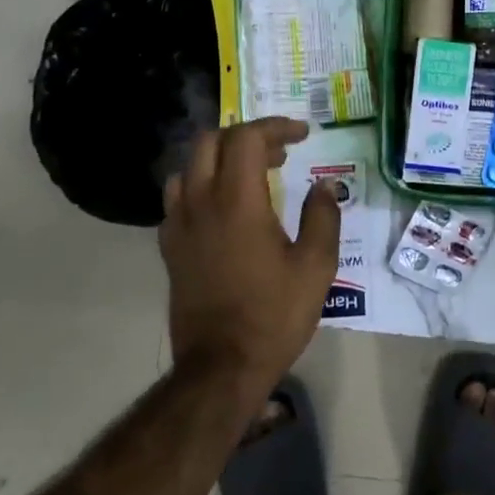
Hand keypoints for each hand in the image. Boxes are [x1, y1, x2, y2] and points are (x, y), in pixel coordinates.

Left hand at [160, 117, 341, 392]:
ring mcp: (179, 226)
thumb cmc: (274, 314)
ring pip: (188, 167)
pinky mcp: (170, 249)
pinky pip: (177, 198)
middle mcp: (201, 204)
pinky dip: (201, 186)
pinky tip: (224, 208)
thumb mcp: (316, 265)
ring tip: (251, 174)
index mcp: (238, 202)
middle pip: (211, 142)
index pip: (247, 138)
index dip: (276, 126)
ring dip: (220, 158)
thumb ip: (323, 217)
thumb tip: (324, 185)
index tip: (303, 135)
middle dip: (247, 136)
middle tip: (280, 153)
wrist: (221, 367)